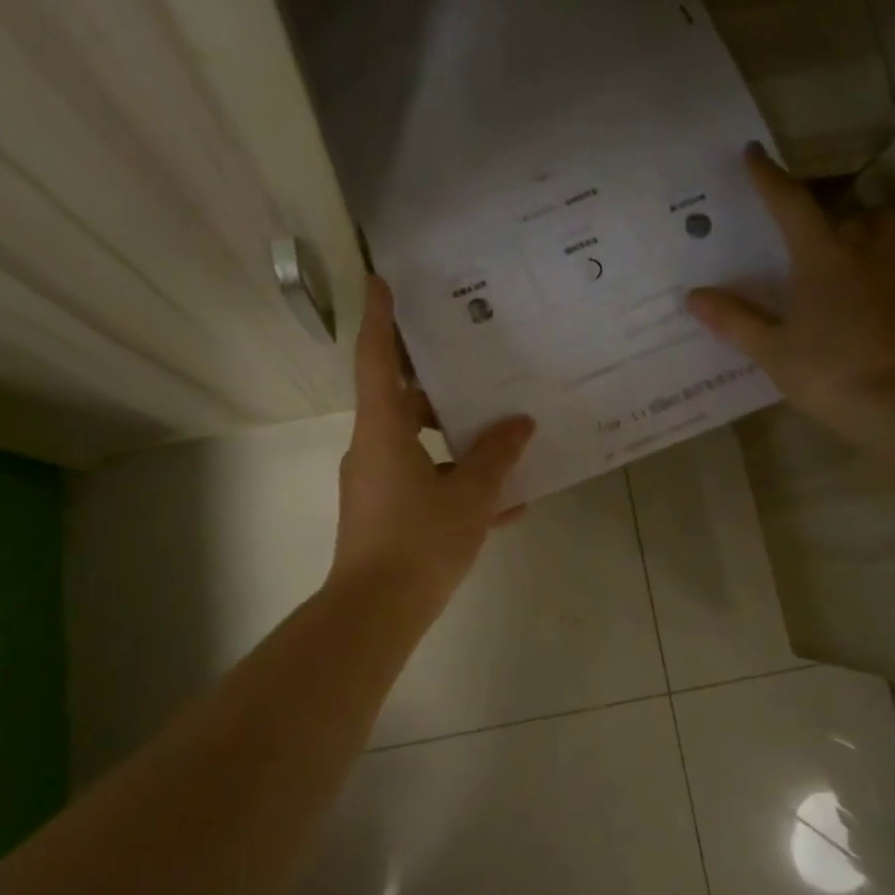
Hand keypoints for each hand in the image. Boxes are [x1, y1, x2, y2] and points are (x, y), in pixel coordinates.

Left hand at [328, 276, 535, 615]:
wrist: (375, 615)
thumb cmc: (418, 543)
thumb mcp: (469, 497)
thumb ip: (496, 457)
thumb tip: (520, 424)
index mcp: (383, 431)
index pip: (375, 360)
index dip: (379, 318)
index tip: (382, 280)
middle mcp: (373, 448)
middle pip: (403, 399)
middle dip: (438, 381)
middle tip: (476, 358)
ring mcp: (378, 482)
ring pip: (420, 443)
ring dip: (457, 436)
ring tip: (505, 430)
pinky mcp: (388, 512)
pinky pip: (427, 481)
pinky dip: (458, 481)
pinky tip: (506, 499)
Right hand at [686, 143, 894, 441]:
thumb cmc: (827, 370)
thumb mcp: (771, 349)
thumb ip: (734, 320)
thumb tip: (693, 296)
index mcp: (823, 258)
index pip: (792, 205)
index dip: (770, 178)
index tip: (754, 153)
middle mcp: (865, 256)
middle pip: (865, 215)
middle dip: (844, 216)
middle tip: (822, 236)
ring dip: (877, 236)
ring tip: (854, 260)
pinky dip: (886, 275)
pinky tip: (869, 301)